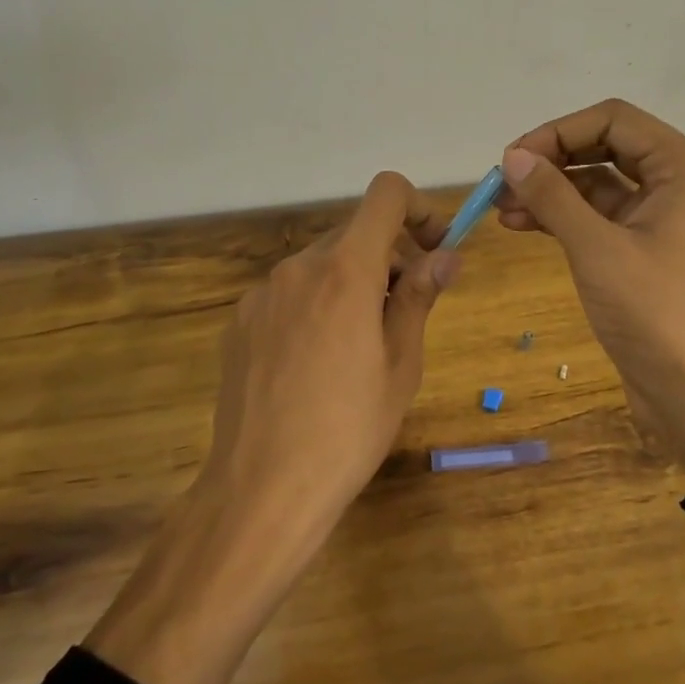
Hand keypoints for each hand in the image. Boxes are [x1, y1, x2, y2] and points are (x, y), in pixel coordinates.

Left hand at [204, 170, 459, 541]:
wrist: (262, 489)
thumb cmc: (349, 429)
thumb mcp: (401, 364)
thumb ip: (419, 297)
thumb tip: (445, 255)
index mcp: (345, 271)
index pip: (385, 194)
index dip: (417, 208)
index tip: (432, 250)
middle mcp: (298, 268)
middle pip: (353, 234)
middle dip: (388, 259)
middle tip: (404, 316)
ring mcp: (262, 294)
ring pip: (320, 265)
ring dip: (351, 284)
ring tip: (358, 350)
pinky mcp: (239, 322)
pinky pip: (289, 294)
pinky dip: (315, 306)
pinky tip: (314, 365)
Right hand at [497, 100, 684, 479]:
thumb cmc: (653, 312)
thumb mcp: (596, 248)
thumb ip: (553, 196)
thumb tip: (512, 156)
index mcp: (680, 166)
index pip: (612, 119)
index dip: (558, 131)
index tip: (513, 159)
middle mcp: (673, 179)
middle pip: (602, 144)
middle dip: (551, 159)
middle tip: (503, 181)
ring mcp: (657, 213)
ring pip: (594, 181)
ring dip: (550, 189)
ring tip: (502, 208)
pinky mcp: (640, 245)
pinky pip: (595, 214)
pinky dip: (561, 215)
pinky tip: (521, 224)